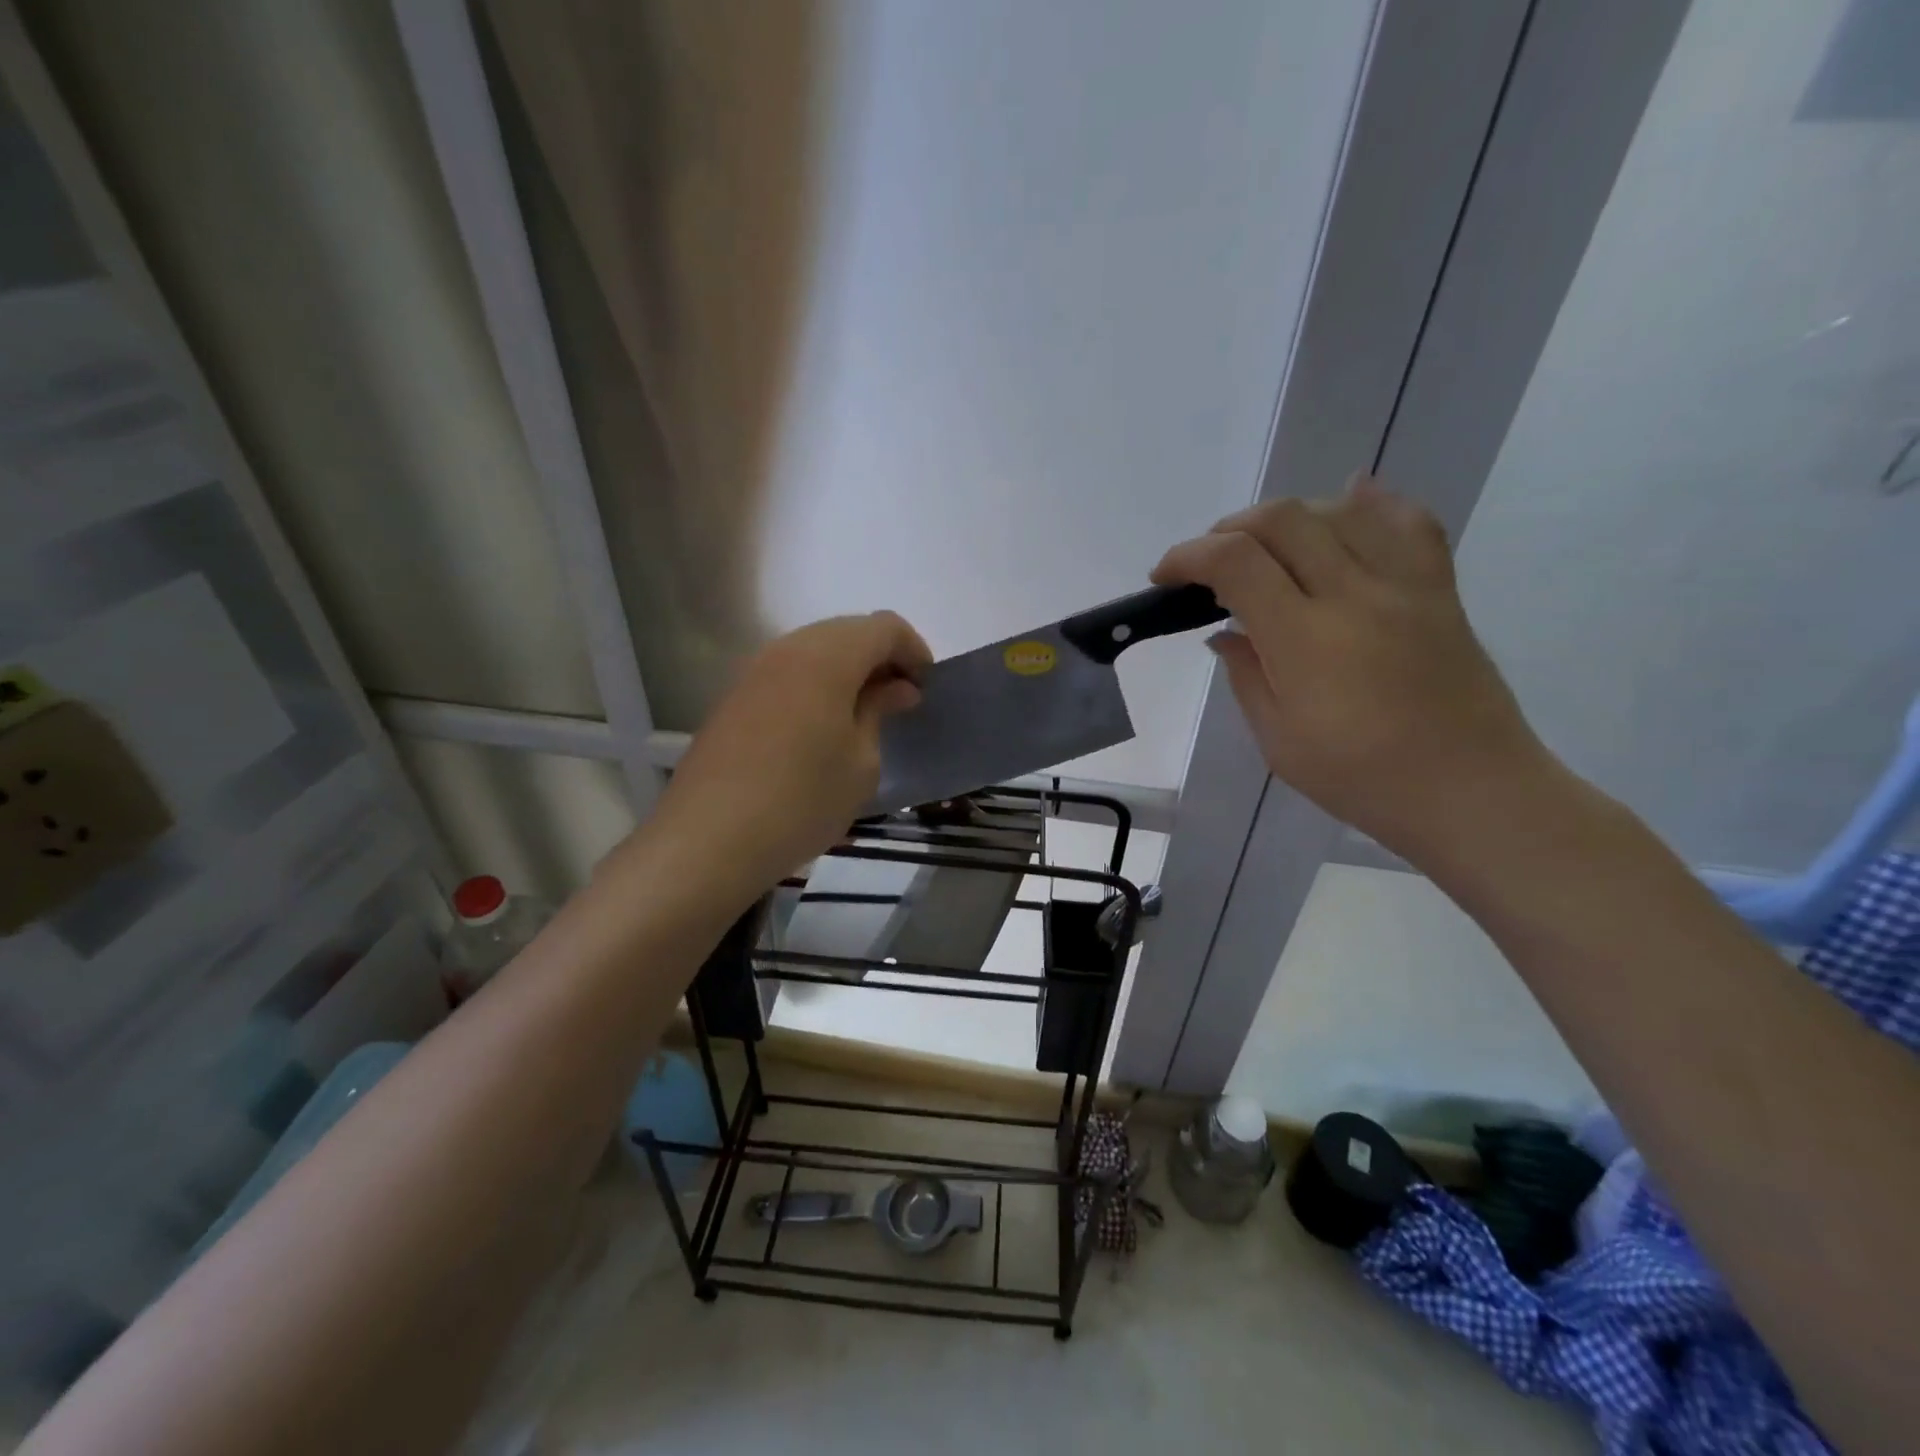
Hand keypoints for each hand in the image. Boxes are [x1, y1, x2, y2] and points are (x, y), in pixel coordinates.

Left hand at [648, 612, 932, 898]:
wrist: (708, 840)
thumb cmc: (802, 800)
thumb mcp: (861, 762)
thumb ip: (879, 711)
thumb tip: (896, 688)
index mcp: (827, 657)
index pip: (884, 627)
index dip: (913, 650)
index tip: (925, 689)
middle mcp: (787, 649)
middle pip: (847, 631)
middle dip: (881, 658)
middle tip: (899, 702)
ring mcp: (753, 671)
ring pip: (814, 650)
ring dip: (847, 672)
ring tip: (863, 716)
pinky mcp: (733, 697)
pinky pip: (787, 673)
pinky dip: (816, 686)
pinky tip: (821, 728)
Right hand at [1153, 476, 1551, 858]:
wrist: (1472, 790)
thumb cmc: (1363, 778)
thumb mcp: (1279, 742)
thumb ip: (1246, 677)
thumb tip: (1226, 635)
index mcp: (1304, 639)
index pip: (1235, 562)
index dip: (1188, 556)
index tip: (1164, 576)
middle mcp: (1353, 594)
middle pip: (1282, 519)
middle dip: (1228, 529)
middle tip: (1209, 564)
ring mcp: (1403, 585)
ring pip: (1337, 510)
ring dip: (1286, 517)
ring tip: (1267, 547)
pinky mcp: (1437, 589)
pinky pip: (1408, 521)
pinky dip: (1370, 502)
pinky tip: (1348, 499)